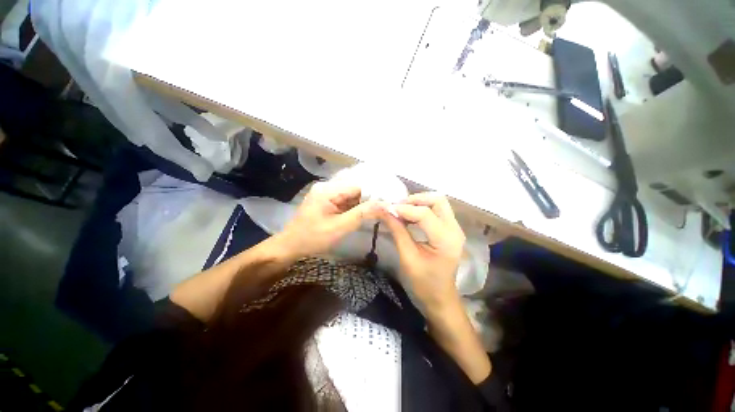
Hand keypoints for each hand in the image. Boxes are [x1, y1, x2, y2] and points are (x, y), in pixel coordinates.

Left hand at [278, 181, 380, 258]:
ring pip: (351, 195)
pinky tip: (360, 215)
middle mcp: (327, 186)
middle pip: (354, 189)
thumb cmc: (313, 238)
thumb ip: (361, 214)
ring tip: (375, 213)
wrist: (290, 246)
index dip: (373, 195)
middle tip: (382, 210)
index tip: (385, 205)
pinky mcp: (326, 200)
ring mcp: (326, 193)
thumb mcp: (339, 227)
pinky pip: (344, 200)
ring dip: (361, 204)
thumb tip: (384, 205)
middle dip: (368, 200)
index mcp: (328, 190)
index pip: (358, 186)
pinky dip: (353, 207)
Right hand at [378, 192, 465, 310]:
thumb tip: (384, 211)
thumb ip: (397, 231)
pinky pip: (437, 211)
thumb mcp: (408, 257)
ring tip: (401, 211)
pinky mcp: (451, 230)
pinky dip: (422, 209)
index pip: (424, 214)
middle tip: (397, 207)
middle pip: (437, 200)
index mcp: (446, 240)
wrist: (441, 298)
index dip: (403, 209)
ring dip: (419, 203)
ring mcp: (455, 228)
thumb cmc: (424, 283)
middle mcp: (454, 229)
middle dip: (415, 199)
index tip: (386, 208)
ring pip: (438, 203)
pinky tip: (409, 217)